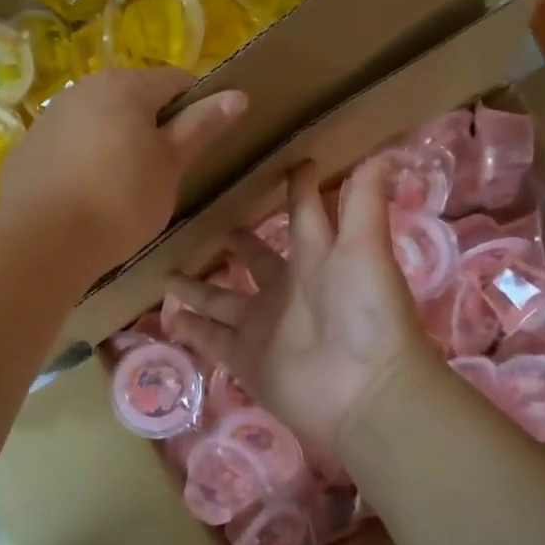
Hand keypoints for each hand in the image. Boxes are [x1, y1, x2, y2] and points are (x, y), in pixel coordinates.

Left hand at [1, 68, 247, 275]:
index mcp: (127, 87)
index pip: (177, 81)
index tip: (198, 145)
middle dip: (152, 126)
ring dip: (116, 141)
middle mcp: (85, 88)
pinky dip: (83, 158)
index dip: (195, 107)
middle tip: (162, 171)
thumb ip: (201, 126)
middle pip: (133, 98)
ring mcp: (51, 116)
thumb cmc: (120, 200)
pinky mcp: (28, 146)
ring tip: (121, 187)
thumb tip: (237, 95)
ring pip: (98, 120)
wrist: (43, 239)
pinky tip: (84, 194)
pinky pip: (69, 143)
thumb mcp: (170, 166)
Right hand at [165, 158, 437, 455]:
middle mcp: (286, 289)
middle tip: (213, 225)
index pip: (303, 214)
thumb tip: (378, 153)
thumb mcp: (365, 249)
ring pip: (222, 301)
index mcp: (316, 257)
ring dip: (198, 288)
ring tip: (166, 275)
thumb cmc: (367, 311)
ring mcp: (263, 327)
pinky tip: (167, 318)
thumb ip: (364, 203)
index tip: (284, 163)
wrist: (364, 391)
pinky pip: (210, 340)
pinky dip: (190, 331)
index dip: (297, 189)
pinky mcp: (245, 359)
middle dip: (238, 244)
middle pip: (255, 260)